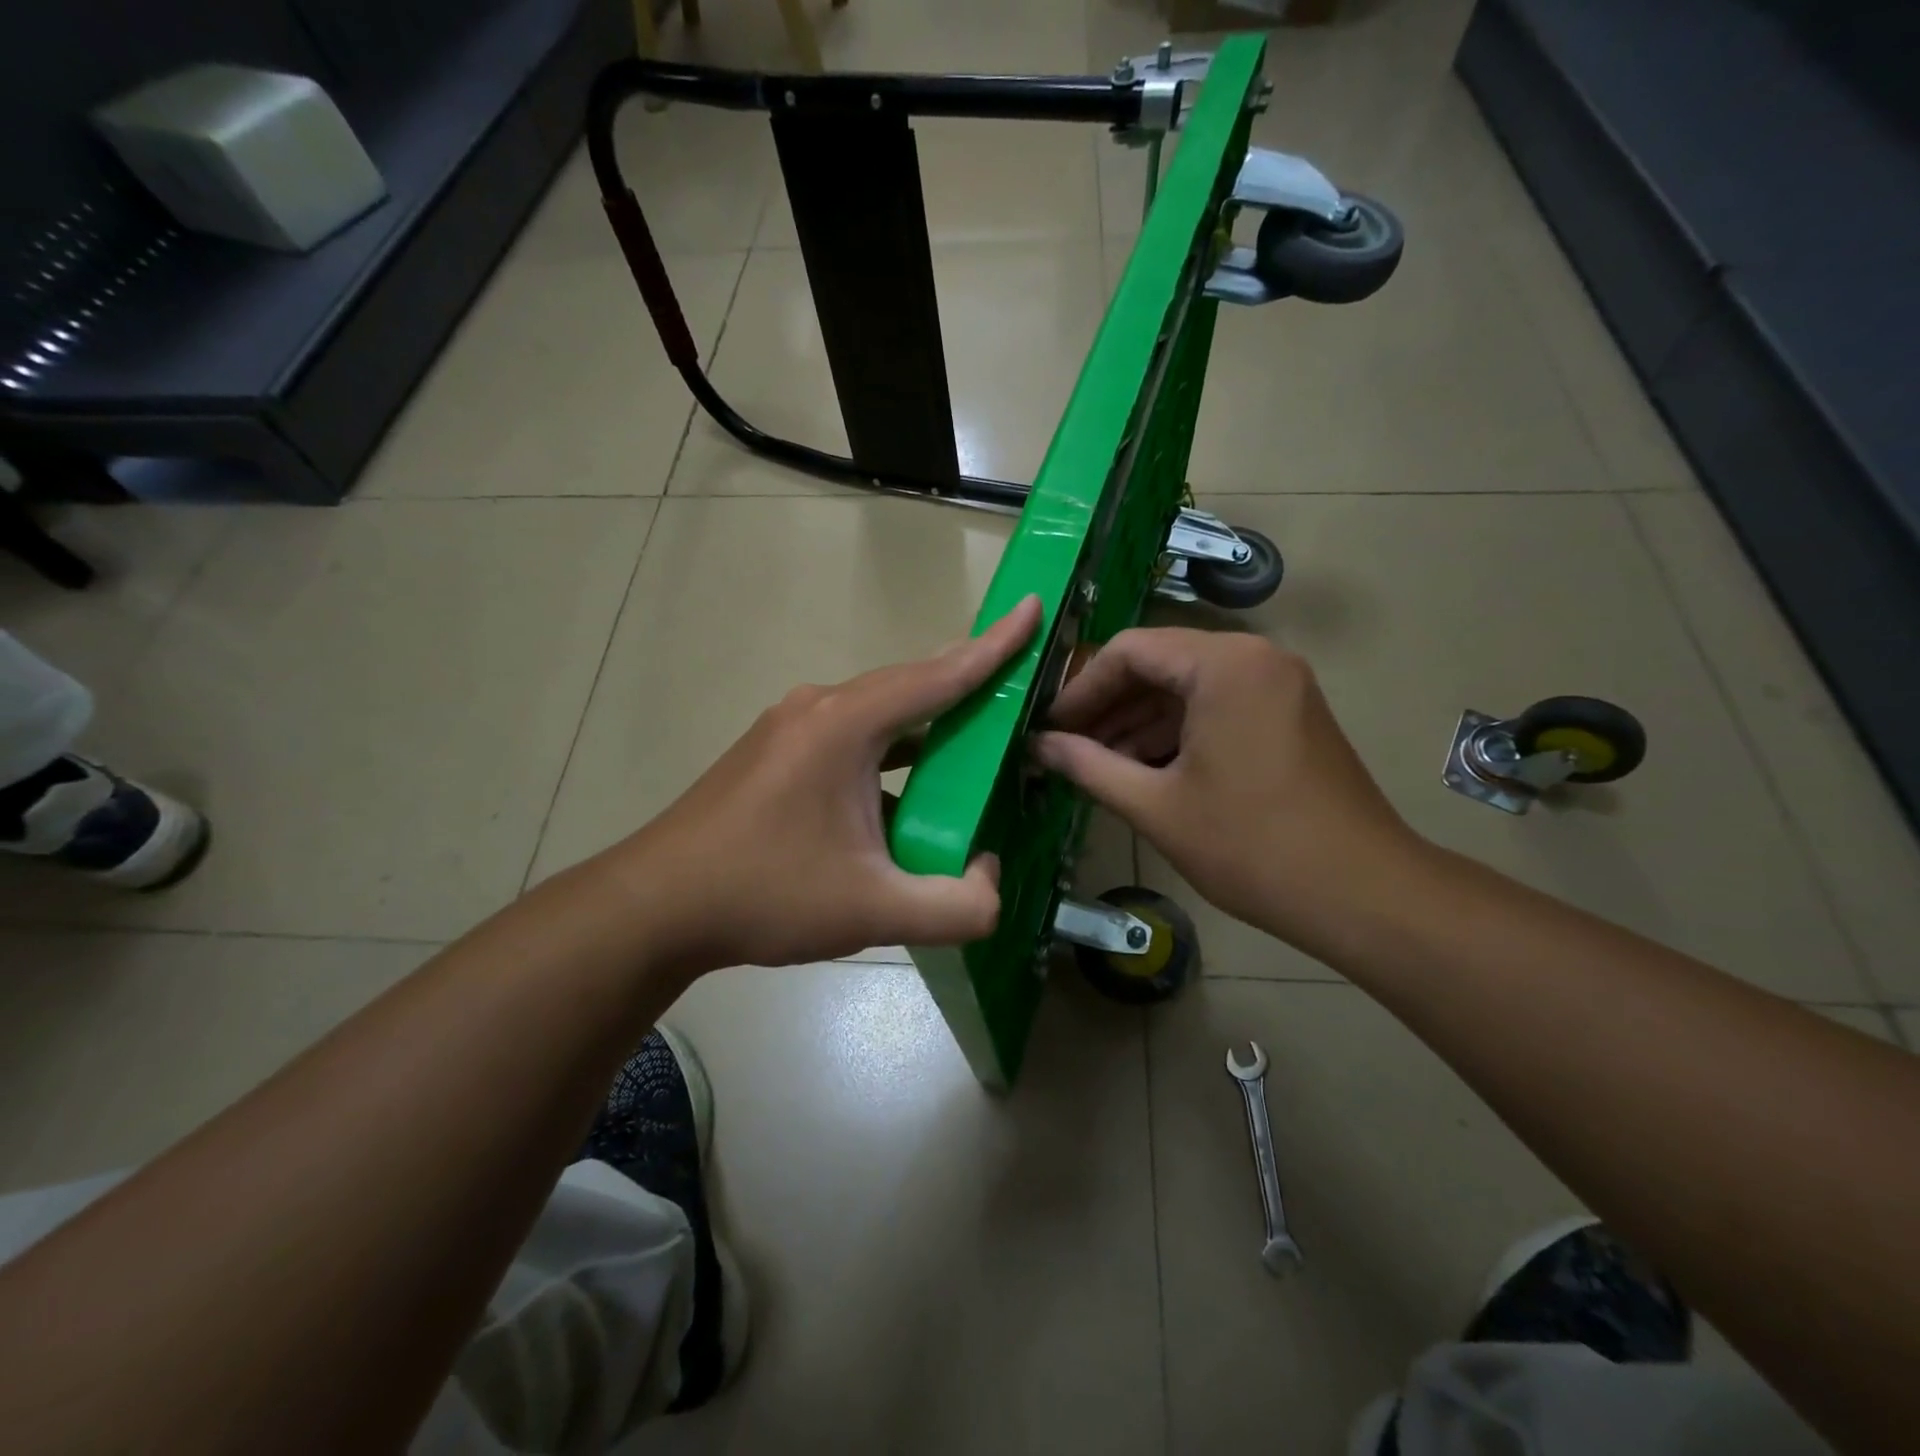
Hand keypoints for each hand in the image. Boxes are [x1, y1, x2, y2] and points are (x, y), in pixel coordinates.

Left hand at [604, 596, 1042, 973]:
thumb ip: (956, 906)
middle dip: (967, 682)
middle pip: (910, 686)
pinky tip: (909, 789)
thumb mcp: (872, 911)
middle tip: (1019, 687)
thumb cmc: (764, 895)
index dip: (994, 645)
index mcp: (845, 724)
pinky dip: (891, 751)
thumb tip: (992, 881)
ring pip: (879, 713)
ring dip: (927, 726)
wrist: (655, 906)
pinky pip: (851, 737)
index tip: (1033, 606)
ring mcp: (790, 727)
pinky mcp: (775, 752)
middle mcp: (818, 707)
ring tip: (975, 741)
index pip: (938, 675)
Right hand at [1034, 627, 1425, 952]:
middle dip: (1109, 705)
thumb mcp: (1156, 806)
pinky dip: (1176, 732)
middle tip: (1066, 746)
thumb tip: (1039, 746)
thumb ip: (1088, 766)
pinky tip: (1142, 768)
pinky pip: (1217, 706)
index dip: (1081, 688)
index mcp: (1223, 665)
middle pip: (1160, 663)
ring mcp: (1278, 684)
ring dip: (1139, 721)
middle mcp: (1255, 657)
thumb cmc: (1251, 847)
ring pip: (1188, 687)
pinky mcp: (1289, 713)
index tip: (1048, 726)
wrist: (1362, 894)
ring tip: (1096, 763)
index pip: (1129, 650)